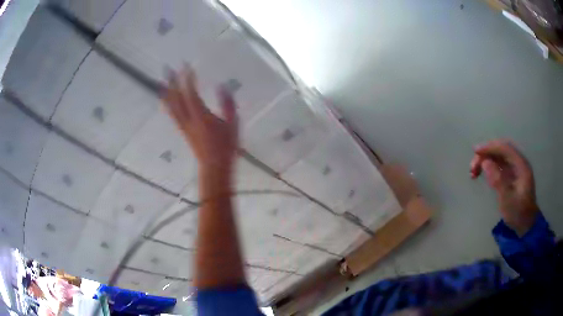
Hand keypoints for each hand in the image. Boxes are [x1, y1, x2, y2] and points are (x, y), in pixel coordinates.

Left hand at [162, 68, 238, 174]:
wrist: (214, 166)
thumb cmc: (226, 146)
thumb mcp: (232, 124)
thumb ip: (227, 104)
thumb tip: (221, 86)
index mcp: (201, 117)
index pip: (191, 93)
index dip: (188, 79)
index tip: (187, 66)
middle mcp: (189, 119)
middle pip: (177, 98)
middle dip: (172, 82)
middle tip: (168, 68)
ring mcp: (184, 125)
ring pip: (172, 106)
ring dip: (166, 93)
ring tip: (161, 81)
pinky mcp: (183, 130)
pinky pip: (172, 114)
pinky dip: (167, 104)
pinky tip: (165, 99)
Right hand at [470, 140, 538, 233]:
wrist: (526, 224)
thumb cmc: (518, 213)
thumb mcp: (507, 200)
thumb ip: (498, 181)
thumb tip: (485, 163)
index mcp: (521, 166)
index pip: (505, 148)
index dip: (490, 147)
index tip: (475, 151)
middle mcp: (519, 163)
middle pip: (501, 149)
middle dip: (486, 153)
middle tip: (473, 165)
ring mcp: (515, 168)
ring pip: (499, 156)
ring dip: (486, 159)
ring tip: (474, 171)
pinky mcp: (511, 174)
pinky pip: (499, 164)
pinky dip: (489, 165)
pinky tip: (482, 173)